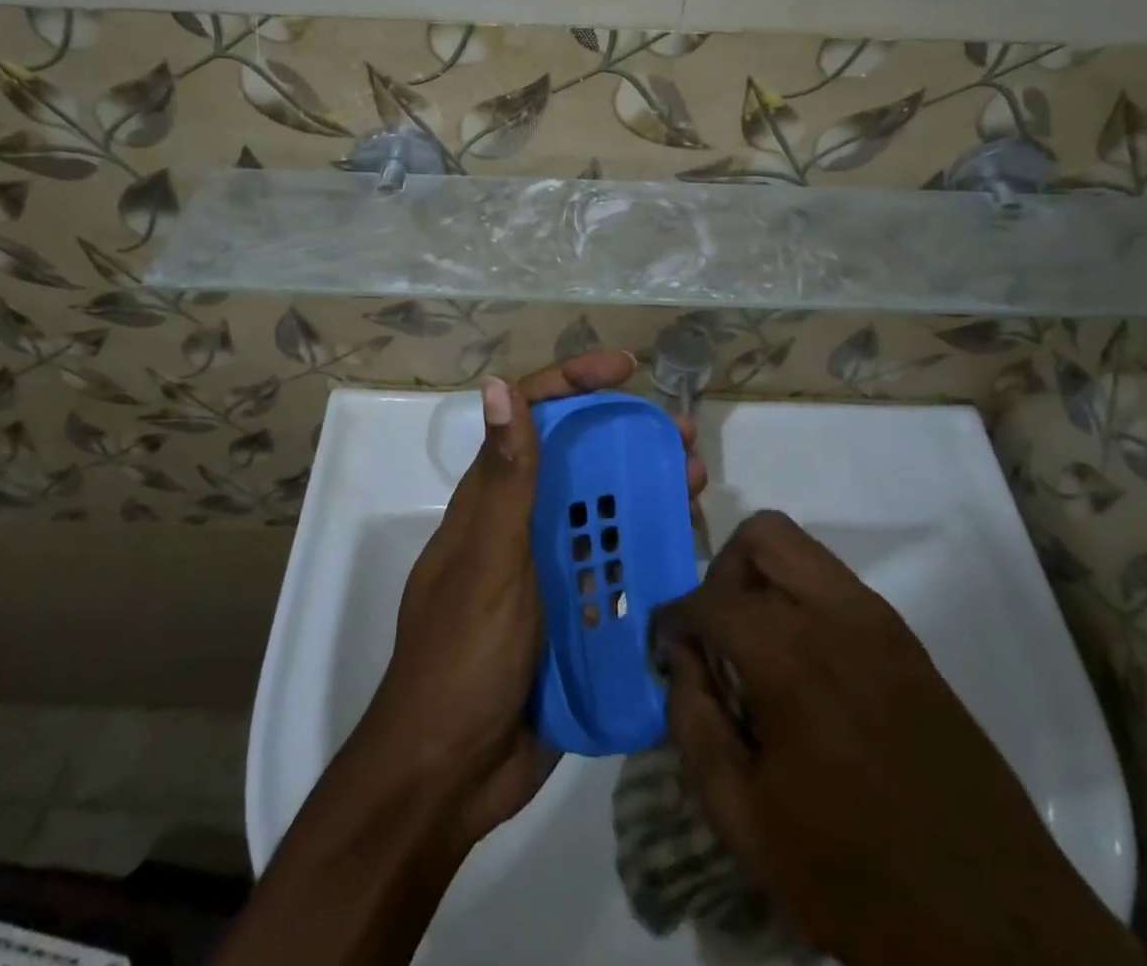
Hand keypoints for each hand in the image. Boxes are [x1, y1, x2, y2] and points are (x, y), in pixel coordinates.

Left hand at [367, 352, 707, 847]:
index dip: (574, 383)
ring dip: (646, 493)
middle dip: (629, 439)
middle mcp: (519, 525)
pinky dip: (646, 552)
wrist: (451, 775)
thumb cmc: (464, 656)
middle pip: (578, 461)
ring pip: (602, 513)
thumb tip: (497, 383)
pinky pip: (614, 570)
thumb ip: (503, 479)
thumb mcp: (488, 561)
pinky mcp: (570, 615)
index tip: (626, 370)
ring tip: (696, 486)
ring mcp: (545, 571)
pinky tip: (685, 551)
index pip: (530, 417)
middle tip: (683, 438)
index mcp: (491, 500)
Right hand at [654, 512, 1141, 965]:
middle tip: (715, 633)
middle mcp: (837, 615)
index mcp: (791, 656)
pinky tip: (803, 670)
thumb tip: (681, 663)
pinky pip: (836, 586)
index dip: (674, 619)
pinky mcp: (908, 642)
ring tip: (755, 649)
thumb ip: (694, 725)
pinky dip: (802, 601)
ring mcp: (881, 622)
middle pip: (763, 535)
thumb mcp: (746, 821)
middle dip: (722, 571)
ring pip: (802, 551)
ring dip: (763, 580)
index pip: (710, 600)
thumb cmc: (857, 879)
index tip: (666, 648)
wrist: (997, 926)